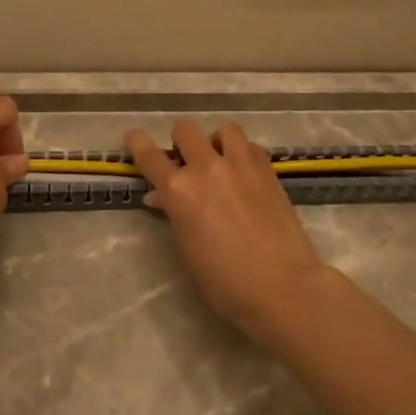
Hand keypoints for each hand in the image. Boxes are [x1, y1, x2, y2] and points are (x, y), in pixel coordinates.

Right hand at [124, 118, 331, 339]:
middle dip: (181, 142)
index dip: (137, 142)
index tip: (133, 138)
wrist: (281, 286)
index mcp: (179, 191)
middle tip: (186, 162)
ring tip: (220, 161)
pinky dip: (243, 154)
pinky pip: (250, 146)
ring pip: (223, 128)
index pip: (149, 154)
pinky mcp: (268, 170)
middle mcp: (207, 168)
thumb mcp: (188, 249)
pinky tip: (245, 174)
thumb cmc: (225, 281)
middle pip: (185, 130)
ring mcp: (241, 165)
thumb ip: (174, 214)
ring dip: (216, 141)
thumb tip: (162, 197)